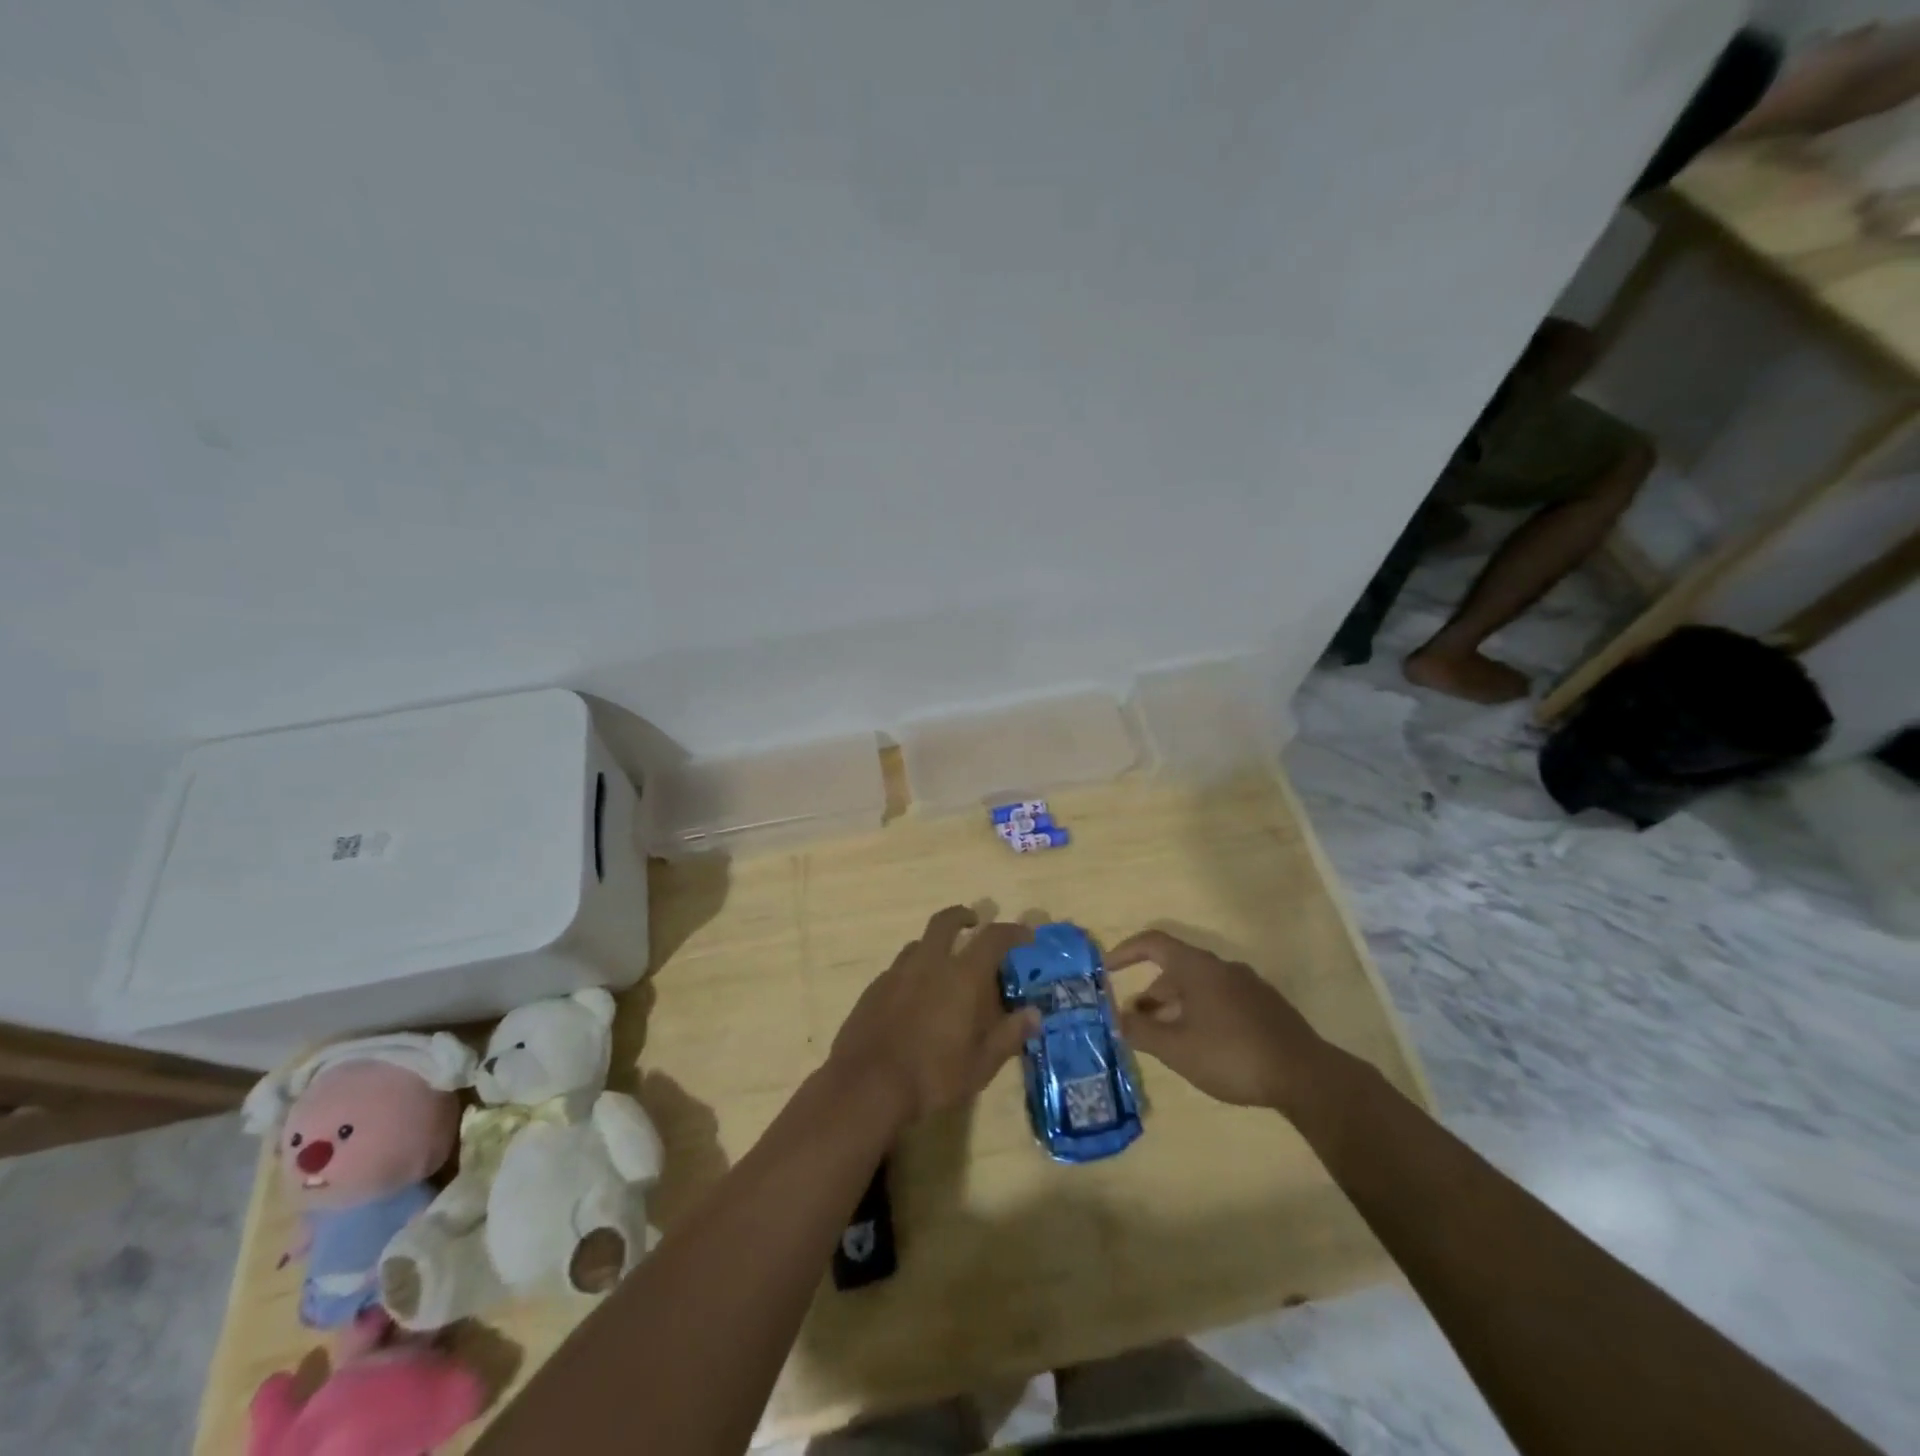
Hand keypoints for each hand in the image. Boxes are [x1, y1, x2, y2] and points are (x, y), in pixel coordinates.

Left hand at [829, 906, 1037, 1128]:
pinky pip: (898, 967)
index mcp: (961, 977)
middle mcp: (929, 963)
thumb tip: (1035, 1015)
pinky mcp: (873, 988)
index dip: (1012, 931)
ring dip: (935, 945)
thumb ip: (1008, 1036)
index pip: (992, 938)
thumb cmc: (932, 1076)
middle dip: (962, 916)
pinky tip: (914, 996)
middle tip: (973, 922)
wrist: (866, 1086)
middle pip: (946, 921)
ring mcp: (896, 973)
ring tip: (943, 965)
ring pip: (918, 943)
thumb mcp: (980, 1065)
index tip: (1025, 934)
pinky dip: (913, 971)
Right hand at [1108, 930, 1332, 1113]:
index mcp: (1198, 967)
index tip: (1106, 968)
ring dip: (1174, 1007)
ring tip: (1164, 1040)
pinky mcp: (1265, 1007)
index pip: (1153, 943)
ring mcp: (1248, 986)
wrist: (1306, 1076)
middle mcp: (1222, 968)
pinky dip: (1199, 1014)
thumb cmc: (1232, 1054)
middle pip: (1175, 969)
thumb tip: (1116, 1018)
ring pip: (1199, 988)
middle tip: (1134, 1022)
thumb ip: (1140, 1031)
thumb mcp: (1176, 1047)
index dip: (1126, 951)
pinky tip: (1201, 1047)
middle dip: (1150, 994)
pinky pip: (1220, 1000)